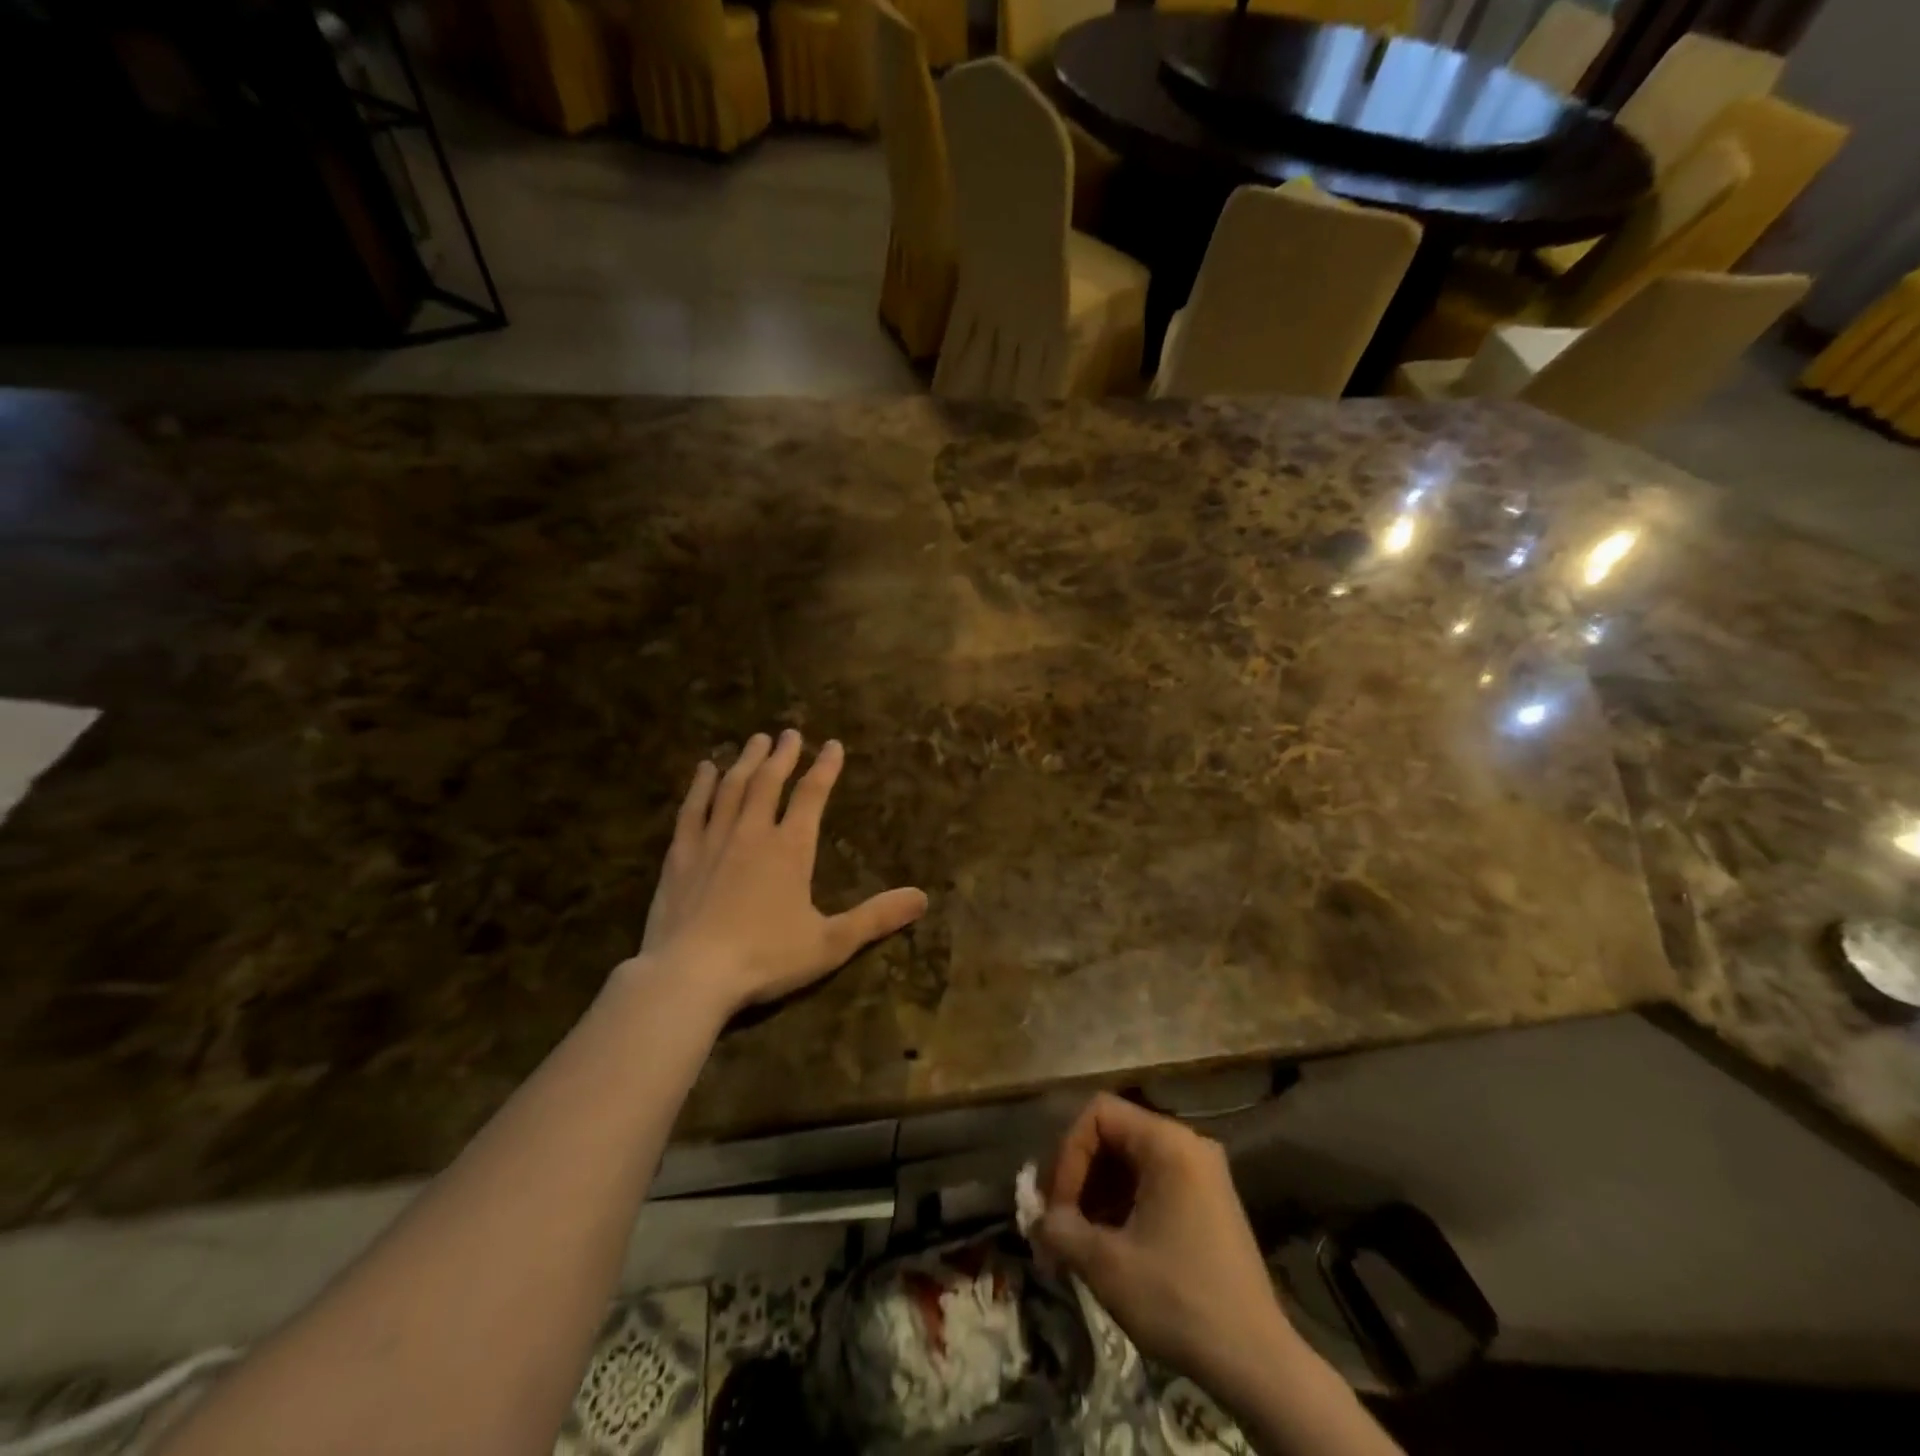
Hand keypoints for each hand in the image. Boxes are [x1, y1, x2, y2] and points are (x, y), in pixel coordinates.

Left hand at [631, 730, 928, 1015]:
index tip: (832, 745)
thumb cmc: (766, 957)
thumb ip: (875, 917)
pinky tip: (705, 770)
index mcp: (791, 848)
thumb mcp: (831, 943)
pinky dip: (701, 786)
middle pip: (769, 782)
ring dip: (746, 762)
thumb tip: (922, 898)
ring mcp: (713, 840)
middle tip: (789, 733)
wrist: (691, 974)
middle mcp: (753, 833)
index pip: (812, 795)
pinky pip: (692, 809)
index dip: (825, 768)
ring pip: (732, 788)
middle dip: (782, 755)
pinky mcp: (680, 855)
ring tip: (755, 741)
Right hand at [1035, 1094, 1300, 1390]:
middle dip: (1079, 1178)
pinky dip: (1123, 1205)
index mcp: (1167, 1142)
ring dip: (1097, 1195)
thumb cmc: (1179, 1300)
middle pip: (1113, 1135)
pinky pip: (1152, 1182)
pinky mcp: (1208, 1201)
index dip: (1068, 1154)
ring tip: (1078, 1243)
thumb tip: (1037, 1220)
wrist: (1258, 1364)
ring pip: (1130, 1161)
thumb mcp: (1107, 1265)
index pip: (1098, 1114)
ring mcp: (1202, 1172)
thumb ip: (1061, 1230)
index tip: (1058, 1207)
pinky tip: (1109, 1246)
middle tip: (1058, 1225)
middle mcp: (1187, 1143)